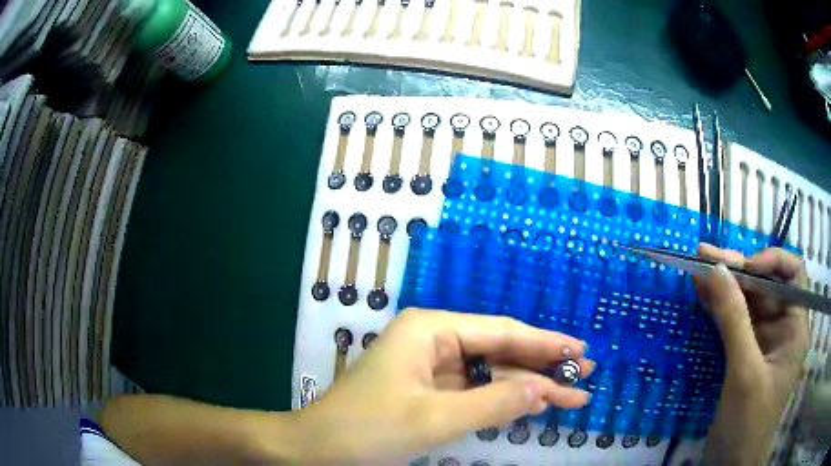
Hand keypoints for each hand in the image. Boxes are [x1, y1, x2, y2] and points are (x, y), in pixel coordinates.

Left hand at [297, 308, 594, 463]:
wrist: (319, 449)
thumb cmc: (368, 429)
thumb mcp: (434, 418)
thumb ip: (493, 404)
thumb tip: (544, 390)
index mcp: (431, 330)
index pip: (501, 333)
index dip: (545, 343)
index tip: (581, 351)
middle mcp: (433, 340)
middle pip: (500, 351)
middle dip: (542, 366)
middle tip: (585, 374)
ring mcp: (432, 367)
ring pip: (491, 374)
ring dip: (527, 387)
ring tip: (570, 396)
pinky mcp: (429, 391)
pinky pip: (475, 391)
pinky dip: (503, 401)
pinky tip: (532, 406)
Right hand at [696, 245, 809, 464]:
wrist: (730, 465)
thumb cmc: (748, 422)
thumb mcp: (744, 372)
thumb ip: (734, 320)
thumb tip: (716, 270)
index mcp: (795, 327)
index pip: (793, 275)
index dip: (771, 262)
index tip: (743, 267)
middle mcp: (783, 328)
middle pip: (765, 287)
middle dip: (738, 271)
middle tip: (706, 256)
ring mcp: (764, 343)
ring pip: (748, 303)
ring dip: (725, 287)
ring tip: (699, 269)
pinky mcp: (746, 356)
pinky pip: (735, 323)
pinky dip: (720, 309)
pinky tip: (704, 297)